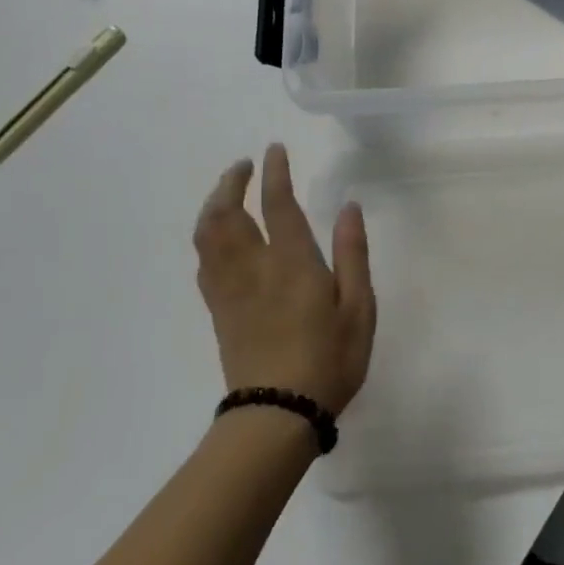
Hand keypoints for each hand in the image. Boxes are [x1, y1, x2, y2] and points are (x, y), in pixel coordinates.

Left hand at [194, 143, 375, 416]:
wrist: (277, 415)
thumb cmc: (329, 359)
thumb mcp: (359, 307)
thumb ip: (352, 253)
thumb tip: (349, 207)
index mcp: (292, 263)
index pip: (277, 205)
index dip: (274, 173)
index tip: (274, 150)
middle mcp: (253, 268)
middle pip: (227, 214)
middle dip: (230, 183)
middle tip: (243, 166)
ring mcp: (230, 290)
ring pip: (208, 236)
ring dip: (213, 205)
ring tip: (227, 192)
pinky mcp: (219, 312)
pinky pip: (204, 263)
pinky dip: (207, 237)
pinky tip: (218, 238)